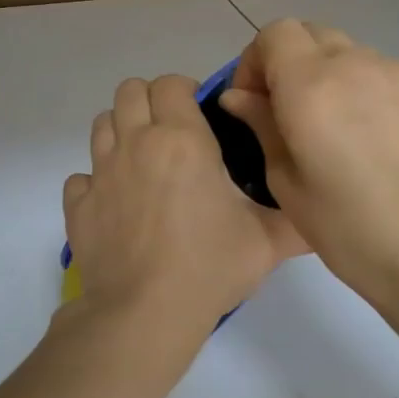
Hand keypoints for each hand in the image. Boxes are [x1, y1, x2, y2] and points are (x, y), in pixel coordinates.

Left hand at [64, 75, 306, 335]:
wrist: (144, 314)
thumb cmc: (209, 267)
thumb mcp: (267, 242)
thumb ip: (296, 217)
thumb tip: (320, 210)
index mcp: (180, 139)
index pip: (171, 83)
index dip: (186, 91)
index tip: (201, 117)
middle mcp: (135, 144)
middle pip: (129, 91)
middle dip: (150, 102)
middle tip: (172, 134)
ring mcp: (100, 173)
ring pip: (101, 124)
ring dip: (121, 132)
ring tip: (144, 163)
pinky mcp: (78, 205)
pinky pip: (81, 176)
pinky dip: (96, 181)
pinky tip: (117, 204)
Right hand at [218, 20, 398, 309]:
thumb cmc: (345, 227)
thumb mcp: (284, 180)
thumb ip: (260, 125)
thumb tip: (239, 96)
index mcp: (311, 86)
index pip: (275, 34)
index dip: (255, 61)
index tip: (254, 101)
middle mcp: (354, 64)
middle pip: (310, 33)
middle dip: (288, 61)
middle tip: (285, 110)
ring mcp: (397, 73)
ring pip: (347, 51)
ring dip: (326, 73)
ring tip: (332, 127)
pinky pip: (379, 71)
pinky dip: (361, 87)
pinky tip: (369, 136)